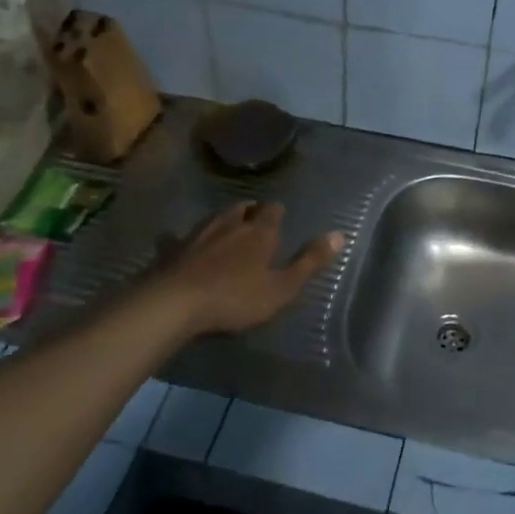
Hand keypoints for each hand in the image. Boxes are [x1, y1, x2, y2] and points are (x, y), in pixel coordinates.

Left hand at [147, 202, 344, 337]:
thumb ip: (310, 262)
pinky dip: (188, 238)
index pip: (272, 211)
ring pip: (215, 218)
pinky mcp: (174, 250)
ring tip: (229, 222)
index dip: (277, 212)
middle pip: (242, 210)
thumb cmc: (236, 298)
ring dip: (224, 218)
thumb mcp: (282, 288)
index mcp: (259, 233)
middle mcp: (230, 225)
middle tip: (255, 215)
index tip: (280, 214)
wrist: (175, 304)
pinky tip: (183, 242)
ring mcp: (199, 235)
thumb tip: (340, 234)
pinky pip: (183, 237)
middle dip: (250, 210)